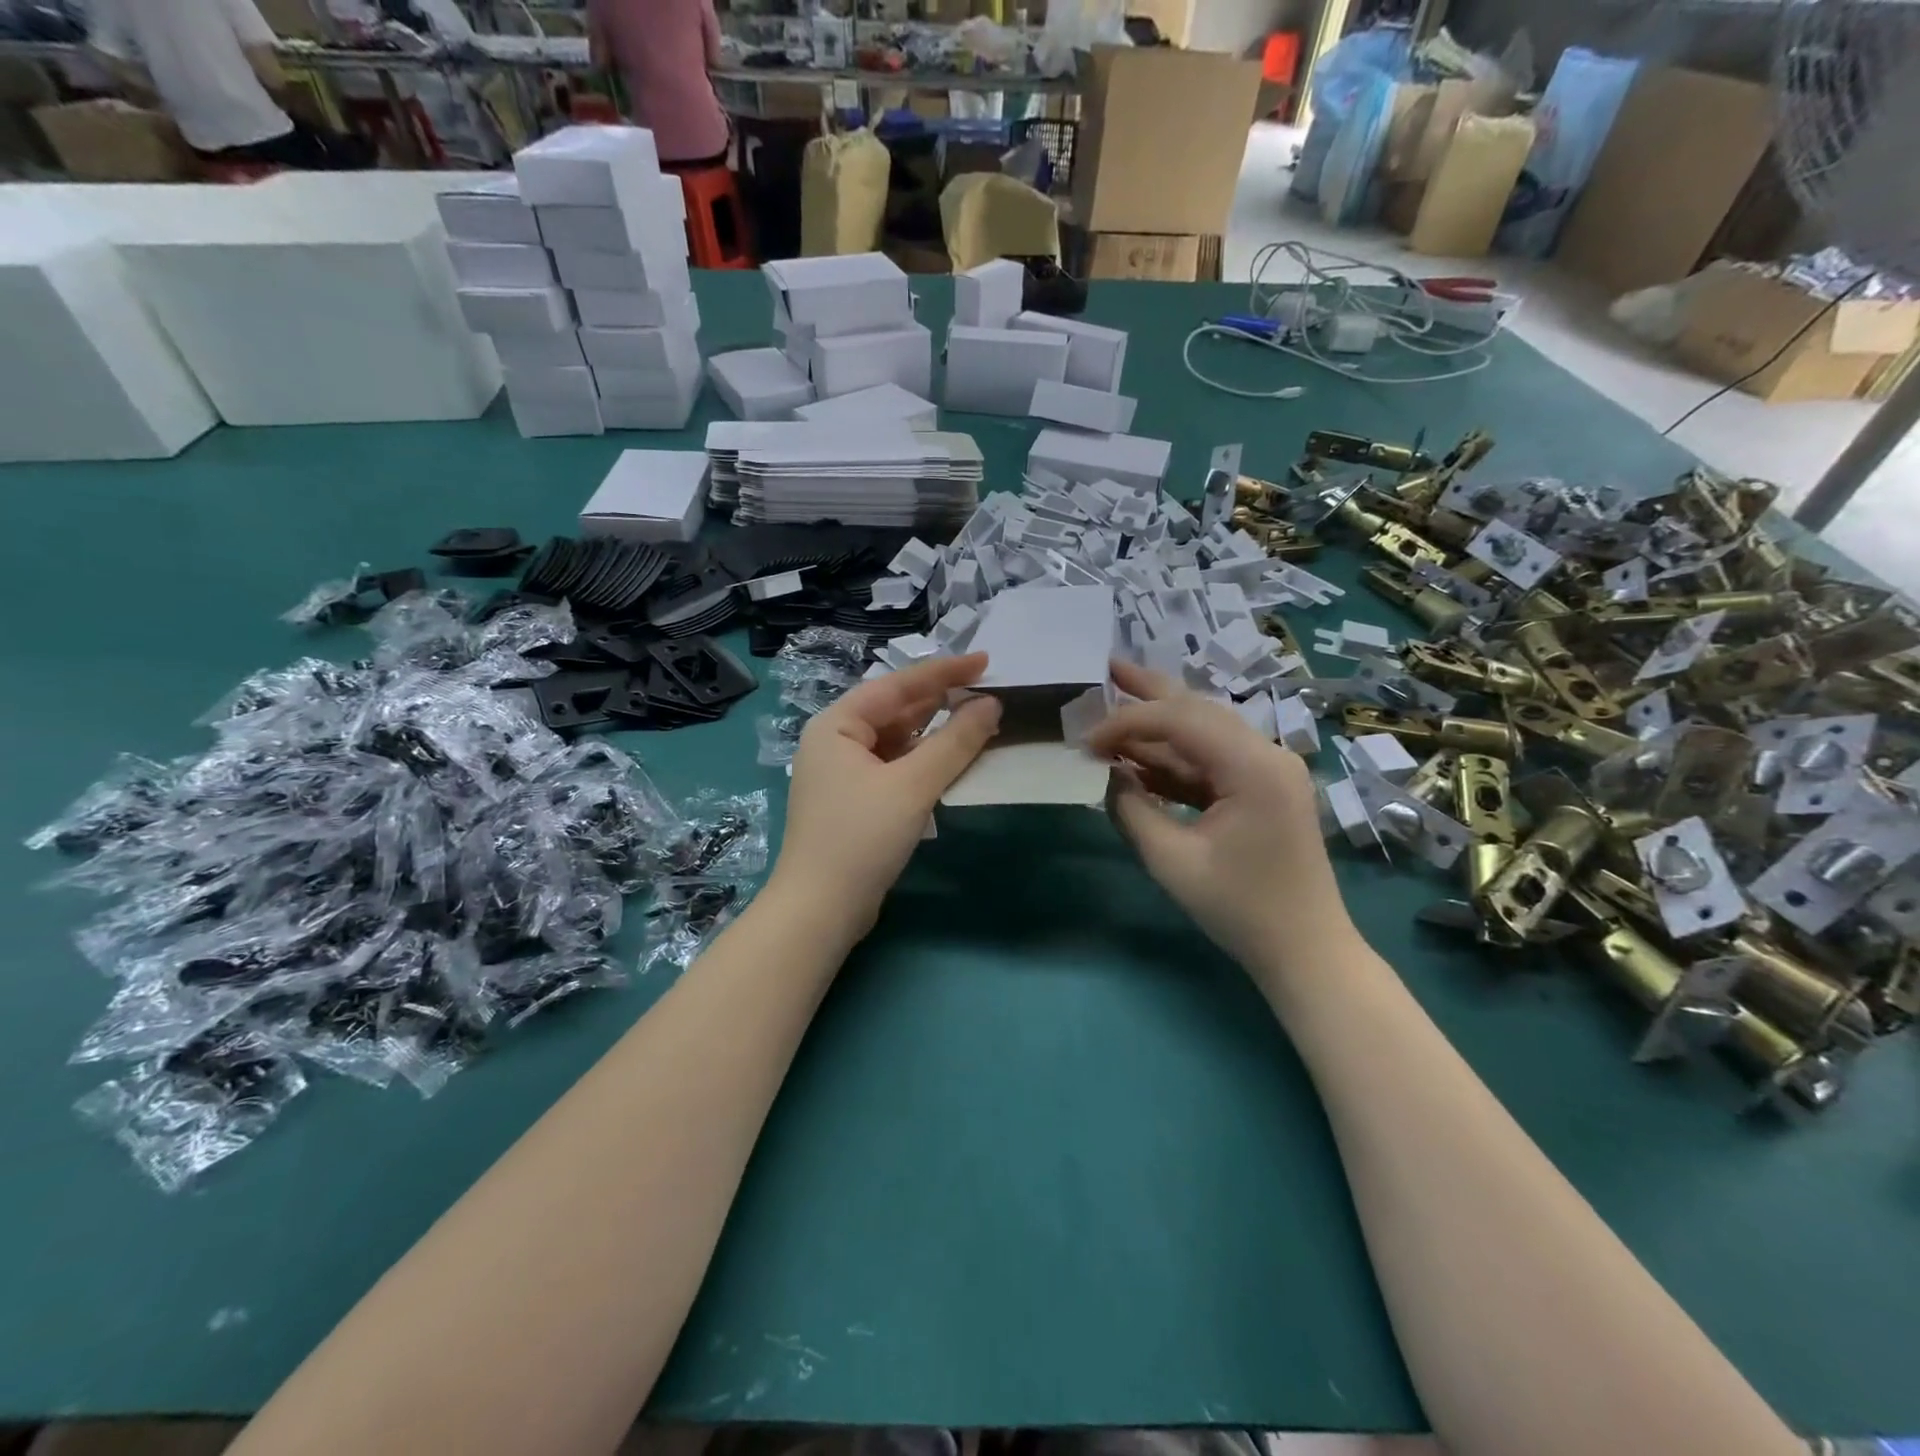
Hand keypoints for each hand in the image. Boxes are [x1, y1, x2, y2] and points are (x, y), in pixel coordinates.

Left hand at [773, 652, 1001, 935]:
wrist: (820, 909)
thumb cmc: (861, 837)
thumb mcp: (912, 785)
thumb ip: (955, 742)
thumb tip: (991, 704)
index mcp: (837, 724)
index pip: (897, 685)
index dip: (944, 671)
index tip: (985, 661)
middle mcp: (835, 741)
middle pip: (895, 710)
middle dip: (941, 701)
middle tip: (988, 692)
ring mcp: (843, 773)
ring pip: (897, 740)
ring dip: (935, 733)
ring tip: (978, 722)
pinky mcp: (855, 801)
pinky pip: (894, 766)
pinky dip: (923, 761)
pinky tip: (950, 761)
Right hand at [1088, 660, 1355, 975]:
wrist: (1305, 950)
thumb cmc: (1240, 909)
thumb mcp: (1171, 861)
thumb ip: (1131, 808)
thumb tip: (1108, 773)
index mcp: (1254, 766)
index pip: (1180, 721)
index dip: (1127, 722)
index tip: (1085, 741)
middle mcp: (1267, 753)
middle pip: (1199, 709)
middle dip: (1149, 690)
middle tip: (1107, 667)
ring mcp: (1269, 769)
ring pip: (1205, 730)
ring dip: (1159, 723)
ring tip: (1115, 699)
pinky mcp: (1263, 787)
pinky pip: (1212, 760)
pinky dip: (1175, 758)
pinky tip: (1138, 755)